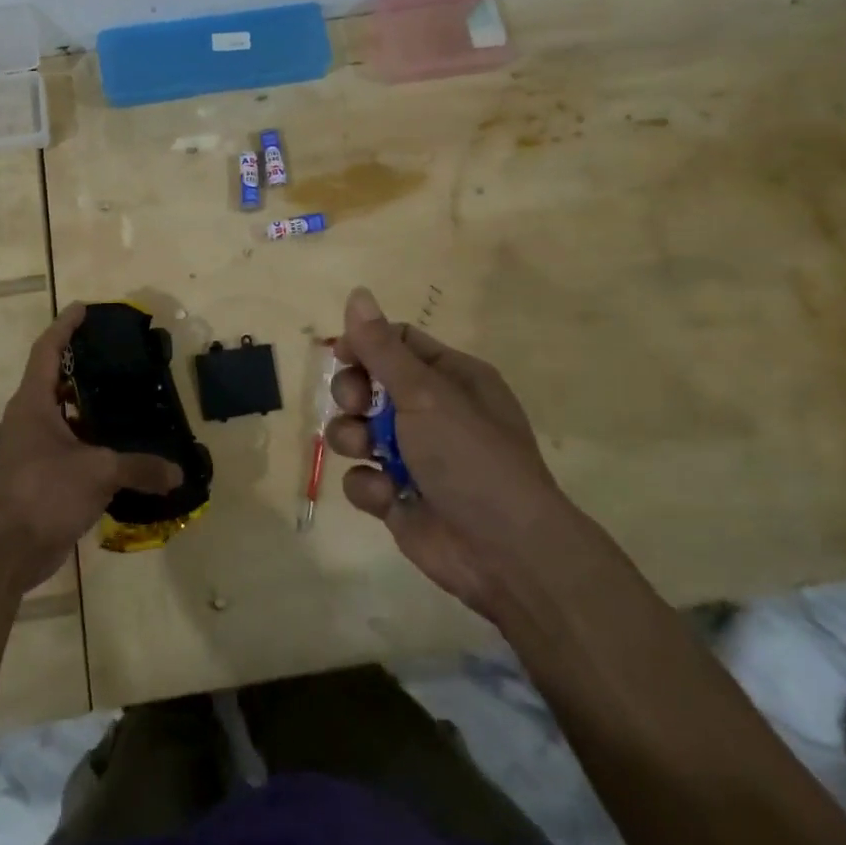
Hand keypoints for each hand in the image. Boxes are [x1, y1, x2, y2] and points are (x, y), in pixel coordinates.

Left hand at [0, 302, 182, 592]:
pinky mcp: (41, 475)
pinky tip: (121, 445)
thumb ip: (140, 468)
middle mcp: (30, 418)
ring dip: (90, 405)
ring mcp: (34, 448)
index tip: (83, 308)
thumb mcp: (97, 473)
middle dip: (83, 365)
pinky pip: (71, 446)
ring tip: (127, 395)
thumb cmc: (42, 493)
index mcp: (34, 403)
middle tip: (118, 354)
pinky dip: (93, 440)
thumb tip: (178, 472)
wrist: (4, 552)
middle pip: (56, 379)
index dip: (65, 326)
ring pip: (65, 415)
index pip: (48, 350)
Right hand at [325, 287, 561, 618]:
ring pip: (357, 431)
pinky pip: (363, 478)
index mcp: (451, 378)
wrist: (505, 552)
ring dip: (352, 438)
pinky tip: (387, 496)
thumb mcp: (425, 393)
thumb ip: (382, 348)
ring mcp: (414, 456)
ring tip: (366, 450)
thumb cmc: (470, 456)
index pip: (397, 343)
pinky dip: (369, 486)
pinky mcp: (398, 496)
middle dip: (353, 393)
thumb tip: (357, 292)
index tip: (340, 355)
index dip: (365, 345)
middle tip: (357, 405)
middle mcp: (432, 412)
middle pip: (370, 385)